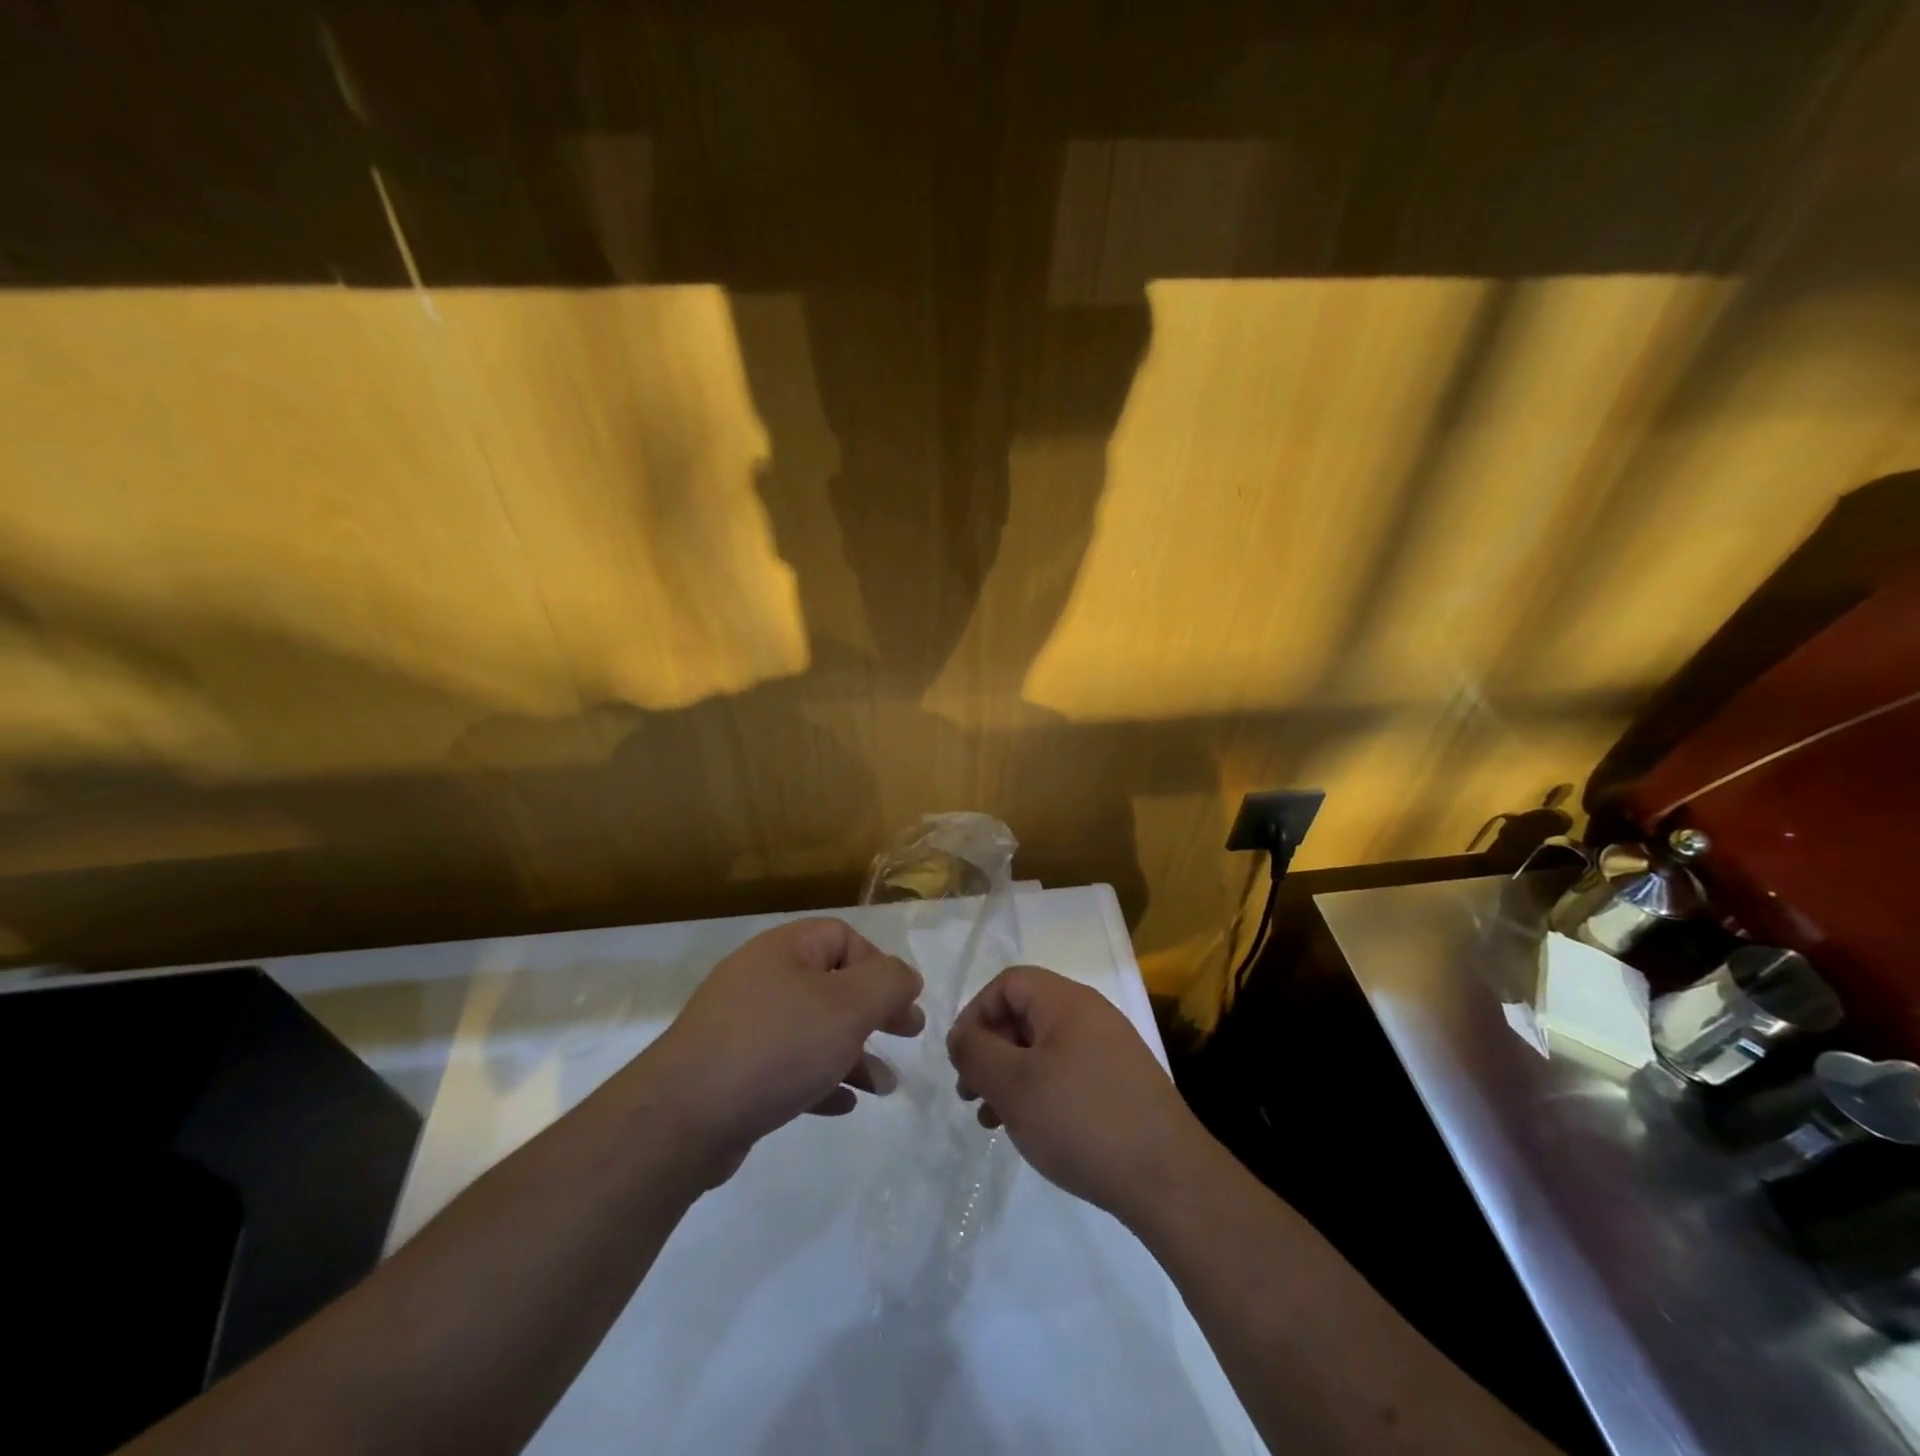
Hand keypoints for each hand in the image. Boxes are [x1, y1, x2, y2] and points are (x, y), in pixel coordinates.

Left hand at [643, 918, 922, 1181]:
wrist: (683, 1117)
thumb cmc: (776, 1046)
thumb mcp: (848, 1006)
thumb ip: (888, 984)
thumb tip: (907, 976)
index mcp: (784, 951)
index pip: (842, 937)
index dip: (879, 965)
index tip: (903, 1002)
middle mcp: (761, 979)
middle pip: (831, 984)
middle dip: (873, 1012)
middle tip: (907, 1035)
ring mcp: (742, 1027)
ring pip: (812, 1030)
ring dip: (853, 1054)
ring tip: (885, 1086)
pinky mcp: (731, 1072)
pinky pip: (787, 1066)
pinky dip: (819, 1080)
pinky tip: (842, 1104)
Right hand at [947, 966, 1205, 1221]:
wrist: (1168, 1179)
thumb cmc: (1081, 1120)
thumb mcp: (1014, 1085)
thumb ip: (976, 1052)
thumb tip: (961, 1036)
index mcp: (1067, 1002)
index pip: (1008, 983)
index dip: (975, 1013)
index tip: (960, 1057)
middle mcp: (1091, 1016)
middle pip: (1025, 1014)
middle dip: (990, 1050)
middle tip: (970, 1093)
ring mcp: (1110, 1050)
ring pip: (1043, 1049)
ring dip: (1010, 1076)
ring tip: (992, 1120)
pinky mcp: (1120, 1085)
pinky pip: (1066, 1073)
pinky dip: (1039, 1092)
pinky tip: (1030, 1128)